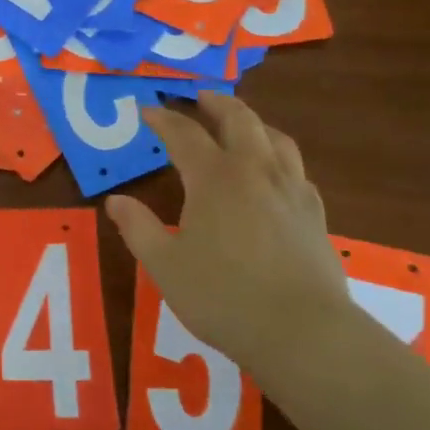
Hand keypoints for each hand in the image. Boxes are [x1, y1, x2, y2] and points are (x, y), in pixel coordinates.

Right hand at [105, 93, 351, 386]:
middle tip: (199, 97)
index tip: (147, 109)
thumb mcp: (165, 265)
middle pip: (238, 119)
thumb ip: (138, 228)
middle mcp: (255, 171)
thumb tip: (115, 200)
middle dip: (215, 102)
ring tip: (239, 124)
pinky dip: (277, 156)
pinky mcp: (314, 213)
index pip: (184, 133)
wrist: (303, 333)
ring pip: (274, 137)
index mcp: (214, 178)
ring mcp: (291, 189)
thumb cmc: (223, 296)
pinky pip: (295, 168)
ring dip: (252, 122)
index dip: (163, 118)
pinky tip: (273, 173)